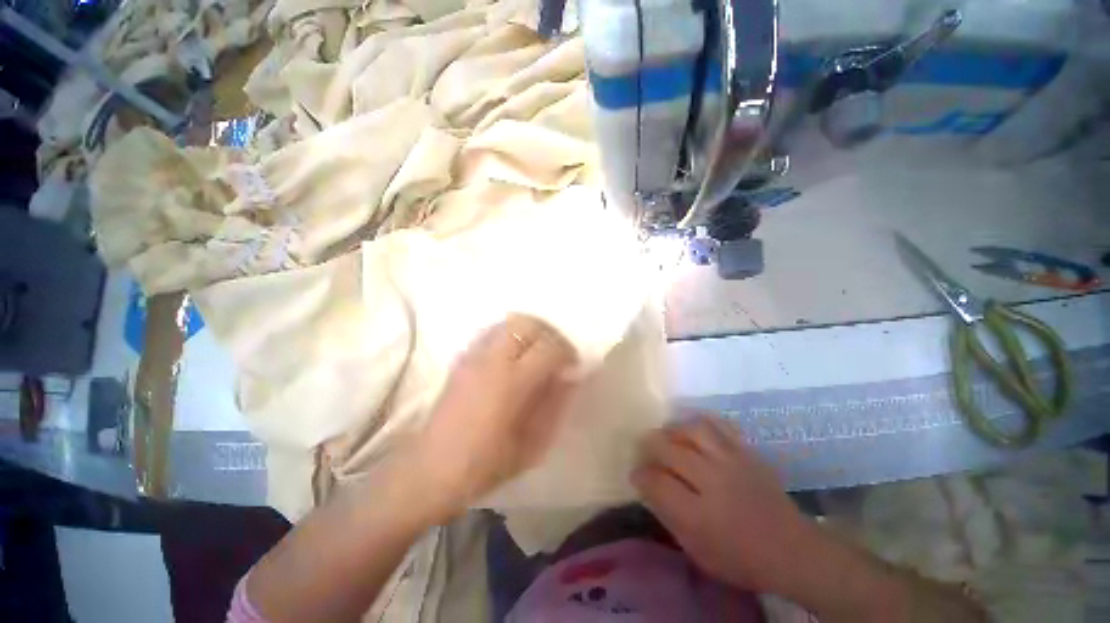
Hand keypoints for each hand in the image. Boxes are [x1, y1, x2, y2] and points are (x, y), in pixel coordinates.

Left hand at [412, 314, 577, 518]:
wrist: (432, 469)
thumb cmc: (487, 463)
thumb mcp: (533, 443)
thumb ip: (555, 404)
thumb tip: (570, 376)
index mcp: (512, 382)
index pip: (548, 348)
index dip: (567, 352)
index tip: (573, 365)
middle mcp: (492, 359)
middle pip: (527, 324)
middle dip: (549, 333)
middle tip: (557, 352)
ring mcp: (474, 355)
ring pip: (508, 322)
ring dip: (530, 331)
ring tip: (537, 351)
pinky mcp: (462, 358)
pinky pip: (492, 332)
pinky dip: (510, 335)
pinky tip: (514, 356)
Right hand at [631, 415, 810, 594]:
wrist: (791, 550)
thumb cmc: (740, 558)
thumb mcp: (697, 551)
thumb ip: (668, 517)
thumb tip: (647, 488)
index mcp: (698, 514)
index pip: (656, 482)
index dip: (641, 475)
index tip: (636, 474)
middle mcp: (712, 481)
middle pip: (669, 449)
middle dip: (650, 445)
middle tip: (646, 449)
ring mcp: (732, 462)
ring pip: (693, 430)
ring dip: (674, 429)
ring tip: (668, 434)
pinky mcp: (747, 452)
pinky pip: (720, 425)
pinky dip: (702, 421)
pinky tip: (694, 428)